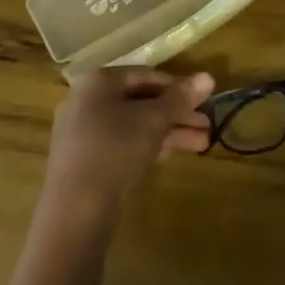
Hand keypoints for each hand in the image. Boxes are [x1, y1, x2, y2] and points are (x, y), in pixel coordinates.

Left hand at [44, 67, 213, 219]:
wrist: (75, 209)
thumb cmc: (115, 148)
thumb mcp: (154, 120)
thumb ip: (180, 98)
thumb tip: (208, 77)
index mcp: (99, 82)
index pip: (145, 75)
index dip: (178, 86)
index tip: (203, 101)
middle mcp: (86, 101)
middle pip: (140, 101)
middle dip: (177, 114)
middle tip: (207, 126)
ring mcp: (83, 133)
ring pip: (133, 125)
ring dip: (168, 132)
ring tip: (202, 144)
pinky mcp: (84, 161)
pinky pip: (121, 144)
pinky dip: (147, 146)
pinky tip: (171, 156)